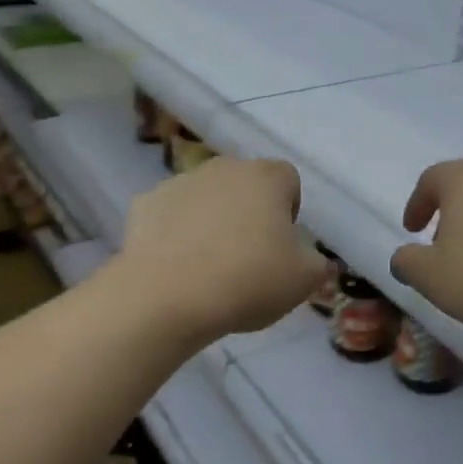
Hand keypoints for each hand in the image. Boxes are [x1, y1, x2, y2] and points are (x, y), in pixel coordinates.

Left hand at [119, 157, 327, 342]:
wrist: (167, 296)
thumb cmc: (248, 280)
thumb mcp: (304, 280)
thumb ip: (318, 264)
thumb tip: (317, 260)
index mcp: (266, 177)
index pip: (288, 180)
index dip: (288, 211)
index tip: (282, 245)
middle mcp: (223, 168)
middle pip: (245, 185)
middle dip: (249, 213)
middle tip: (248, 257)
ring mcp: (180, 182)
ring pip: (205, 198)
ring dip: (211, 221)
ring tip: (208, 266)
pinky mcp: (144, 204)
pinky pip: (170, 215)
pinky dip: (174, 233)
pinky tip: (175, 266)